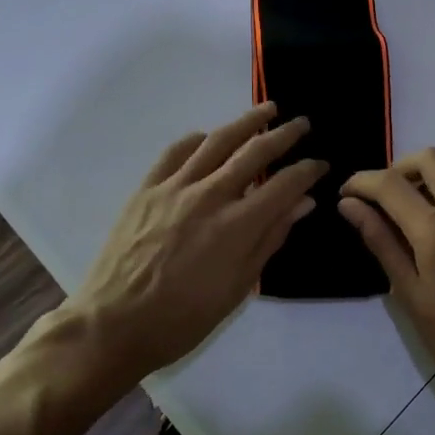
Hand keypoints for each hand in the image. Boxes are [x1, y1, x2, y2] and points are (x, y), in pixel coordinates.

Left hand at [60, 103, 324, 386]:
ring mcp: (174, 187)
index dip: (307, 170)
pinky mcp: (147, 188)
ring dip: (246, 122)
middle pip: (255, 152)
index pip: (284, 184)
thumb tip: (303, 203)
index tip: (320, 163)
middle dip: (284, 135)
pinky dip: (197, 138)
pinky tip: (208, 137)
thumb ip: (271, 238)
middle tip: (302, 124)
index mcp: (236, 226)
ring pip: (217, 141)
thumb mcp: (237, 288)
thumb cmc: (183, 318)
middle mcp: (209, 196)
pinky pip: (176, 151)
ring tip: (266, 110)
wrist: (113, 324)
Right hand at [340, 148, 434, 416]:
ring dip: (422, 180)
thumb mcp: (409, 294)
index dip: (362, 182)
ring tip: (399, 217)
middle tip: (378, 200)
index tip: (345, 194)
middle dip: (398, 168)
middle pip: (430, 158)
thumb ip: (381, 242)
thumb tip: (350, 206)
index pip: (391, 184)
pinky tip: (428, 230)